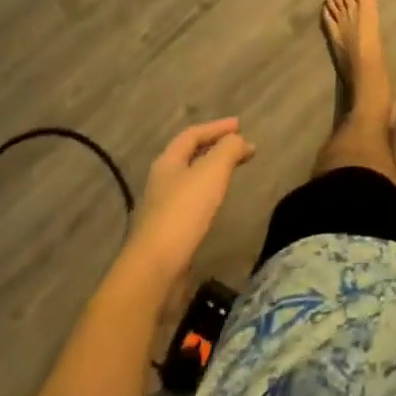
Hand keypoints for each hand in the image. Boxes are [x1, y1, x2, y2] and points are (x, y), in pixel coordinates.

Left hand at [125, 118, 253, 278]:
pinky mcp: (167, 232)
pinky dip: (208, 193)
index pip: (192, 134)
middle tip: (239, 147)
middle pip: (189, 156)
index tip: (240, 125)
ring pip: (190, 179)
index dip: (217, 127)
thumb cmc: (184, 212)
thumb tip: (240, 140)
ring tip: (232, 172)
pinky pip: (191, 202)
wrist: (155, 270)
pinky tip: (217, 203)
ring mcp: (162, 208)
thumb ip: (229, 149)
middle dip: (215, 147)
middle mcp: (161, 181)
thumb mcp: (213, 171)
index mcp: (168, 162)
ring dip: (212, 171)